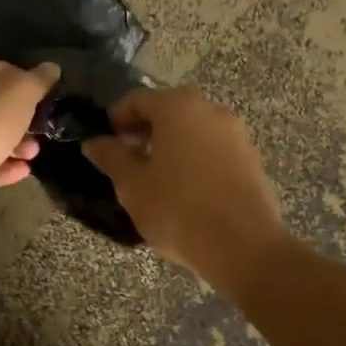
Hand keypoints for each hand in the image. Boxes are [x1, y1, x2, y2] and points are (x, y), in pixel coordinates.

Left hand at [0, 57, 58, 226]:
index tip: (43, 97)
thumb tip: (52, 68)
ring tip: (32, 153)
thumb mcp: (23, 90)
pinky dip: (3, 166)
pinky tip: (23, 170)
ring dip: (15, 145)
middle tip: (41, 128)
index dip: (24, 81)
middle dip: (21, 119)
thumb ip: (40, 79)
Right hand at [82, 87, 288, 287]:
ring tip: (153, 175)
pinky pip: (213, 147)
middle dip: (145, 129)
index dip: (117, 117)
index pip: (139, 99)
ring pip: (194, 128)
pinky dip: (193, 156)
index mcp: (178, 108)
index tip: (106, 142)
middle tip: (127, 156)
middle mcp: (210, 110)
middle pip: (169, 109)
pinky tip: (183, 187)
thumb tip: (94, 142)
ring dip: (171, 142)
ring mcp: (236, 134)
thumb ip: (112, 157)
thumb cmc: (178, 210)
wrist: (244, 247)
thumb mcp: (132, 185)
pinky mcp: (250, 159)